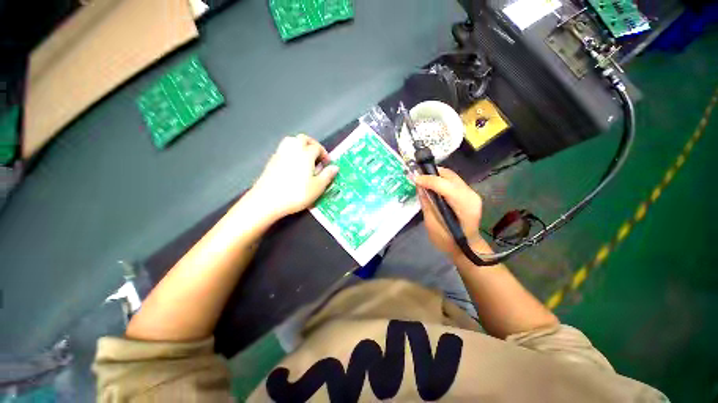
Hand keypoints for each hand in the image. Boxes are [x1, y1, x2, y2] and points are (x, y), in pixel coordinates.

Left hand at [248, 134, 338, 218]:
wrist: (267, 200)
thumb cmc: (296, 194)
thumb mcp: (318, 187)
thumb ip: (327, 175)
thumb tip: (335, 167)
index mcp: (306, 154)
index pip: (317, 147)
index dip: (324, 153)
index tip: (327, 163)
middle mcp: (293, 150)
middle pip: (303, 139)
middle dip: (313, 144)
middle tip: (317, 156)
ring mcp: (280, 154)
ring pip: (291, 141)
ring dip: (300, 145)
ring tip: (306, 157)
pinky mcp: (271, 161)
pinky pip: (284, 149)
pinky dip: (291, 151)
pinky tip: (293, 164)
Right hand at [414, 167, 483, 258]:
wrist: (466, 248)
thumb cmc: (448, 241)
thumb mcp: (432, 225)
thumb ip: (427, 204)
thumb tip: (419, 187)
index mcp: (464, 205)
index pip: (445, 185)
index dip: (428, 180)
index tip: (414, 179)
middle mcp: (470, 195)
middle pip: (450, 176)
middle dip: (432, 173)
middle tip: (417, 177)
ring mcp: (472, 193)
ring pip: (452, 176)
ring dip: (436, 176)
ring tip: (423, 181)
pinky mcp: (469, 194)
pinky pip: (453, 181)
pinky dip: (441, 180)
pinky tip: (432, 186)